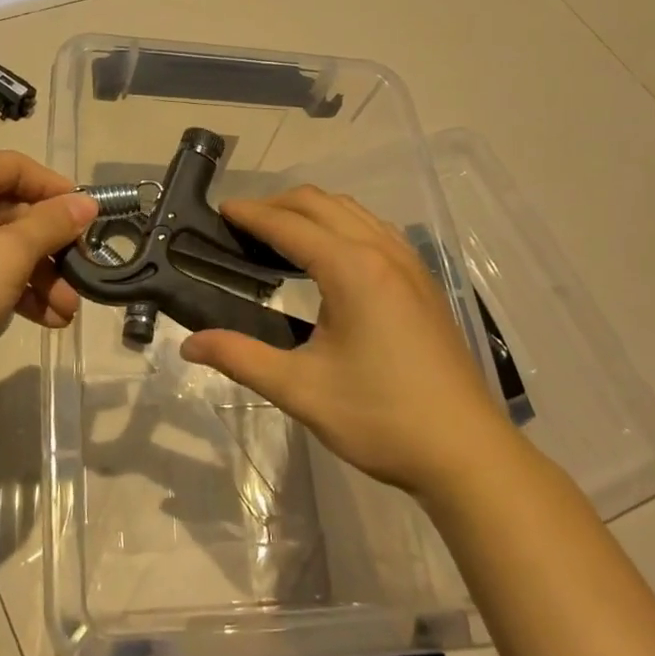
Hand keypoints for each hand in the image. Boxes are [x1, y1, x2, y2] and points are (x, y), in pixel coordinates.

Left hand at [0, 151, 97, 409]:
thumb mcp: (7, 256)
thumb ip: (51, 225)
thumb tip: (87, 202)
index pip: (16, 168)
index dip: (57, 190)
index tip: (92, 219)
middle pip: (11, 211)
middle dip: (51, 249)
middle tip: (83, 276)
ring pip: (0, 248)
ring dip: (38, 277)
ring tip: (68, 313)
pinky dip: (13, 292)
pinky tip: (45, 320)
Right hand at [180, 187, 507, 496]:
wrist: (466, 452)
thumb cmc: (380, 418)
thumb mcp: (301, 390)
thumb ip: (241, 358)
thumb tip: (189, 343)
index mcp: (351, 269)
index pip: (289, 225)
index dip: (250, 214)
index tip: (219, 211)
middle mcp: (382, 252)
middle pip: (321, 204)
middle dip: (277, 204)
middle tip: (241, 224)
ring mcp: (409, 263)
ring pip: (352, 211)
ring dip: (311, 211)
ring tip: (279, 234)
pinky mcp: (423, 281)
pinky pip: (375, 229)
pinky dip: (342, 224)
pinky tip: (331, 255)